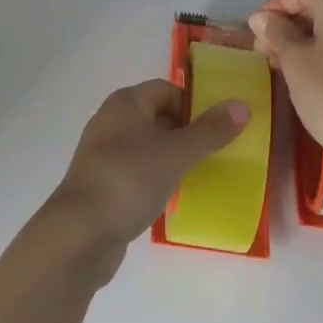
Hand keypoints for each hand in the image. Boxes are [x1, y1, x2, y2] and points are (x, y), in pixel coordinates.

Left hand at [42, 80, 248, 284]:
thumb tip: (243, 105)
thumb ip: (211, 131)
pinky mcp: (98, 184)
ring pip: (145, 146)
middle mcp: (111, 120)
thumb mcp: (177, 153)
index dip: (192, 106)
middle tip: (210, 156)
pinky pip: (133, 172)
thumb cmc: (130, 179)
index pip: (167, 90)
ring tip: (193, 179)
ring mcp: (101, 153)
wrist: (79, 233)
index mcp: (126, 102)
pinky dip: (152, 180)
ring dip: (168, 159)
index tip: (214, 132)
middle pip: (156, 116)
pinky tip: (166, 200)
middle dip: (183, 134)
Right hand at [249, 0, 322, 170]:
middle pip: (318, 3)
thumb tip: (261, 17)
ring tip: (281, 63)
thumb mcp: (294, 61)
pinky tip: (307, 72)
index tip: (256, 30)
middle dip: (288, 22)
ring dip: (304, 37)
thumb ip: (275, 32)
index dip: (275, 4)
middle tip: (264, 49)